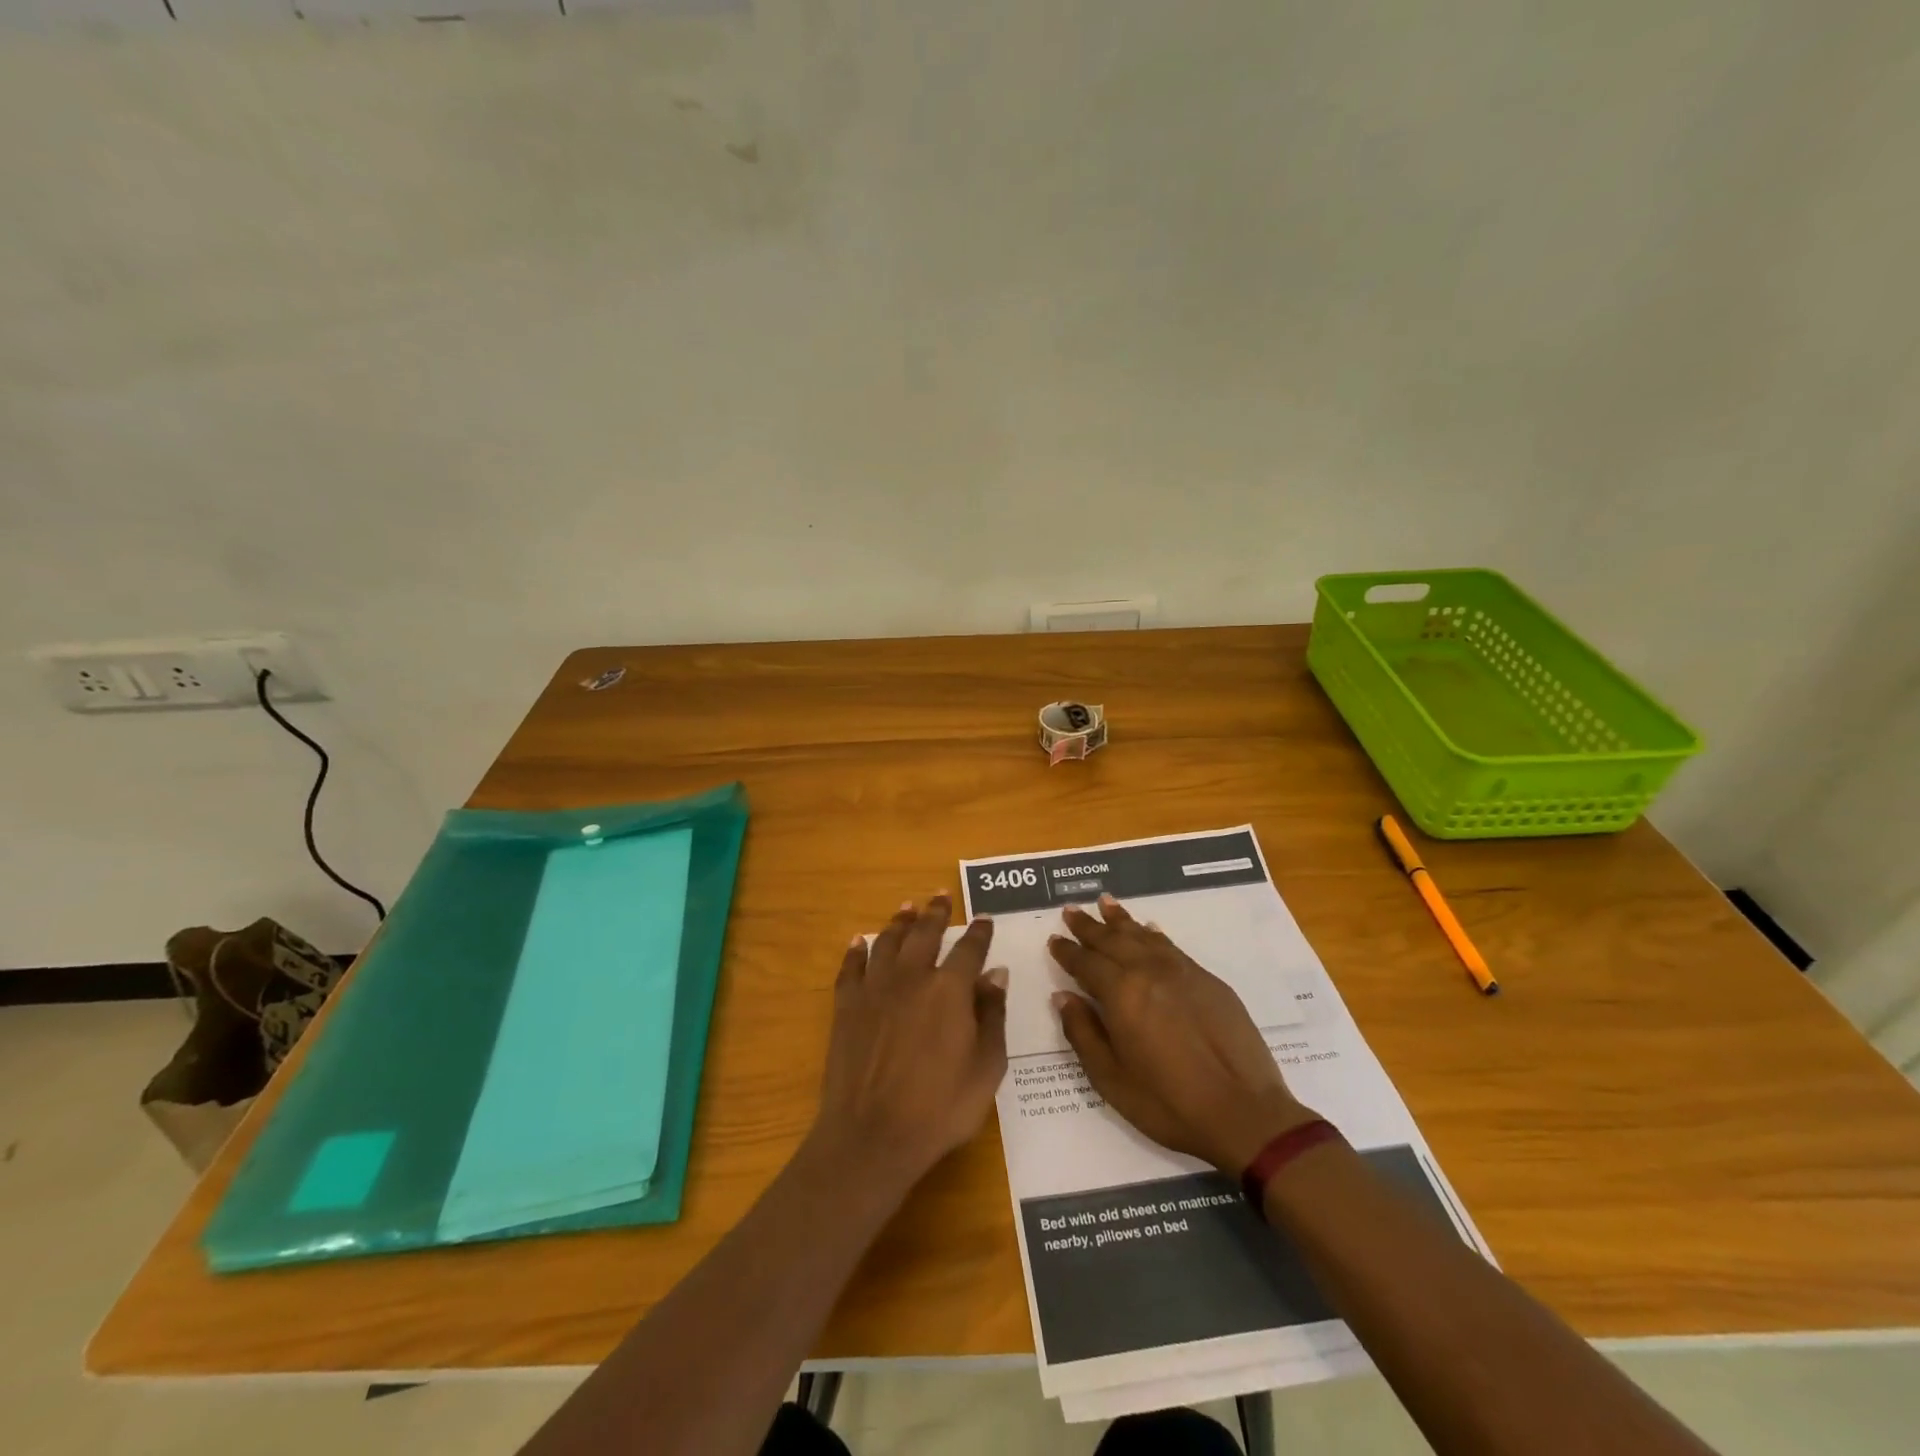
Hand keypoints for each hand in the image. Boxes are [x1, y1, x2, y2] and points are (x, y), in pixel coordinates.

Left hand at [810, 894, 1008, 1190]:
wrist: (872, 1135)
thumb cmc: (940, 1108)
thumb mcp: (986, 1068)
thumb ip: (992, 1016)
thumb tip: (995, 974)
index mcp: (950, 990)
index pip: (969, 949)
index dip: (979, 932)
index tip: (985, 919)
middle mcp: (912, 977)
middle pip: (925, 933)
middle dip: (936, 912)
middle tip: (940, 895)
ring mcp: (875, 989)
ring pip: (888, 942)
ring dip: (899, 922)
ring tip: (907, 906)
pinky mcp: (847, 1005)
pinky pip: (851, 967)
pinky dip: (857, 951)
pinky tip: (860, 941)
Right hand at [1049, 895, 1316, 1177]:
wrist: (1244, 1113)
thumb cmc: (1169, 1103)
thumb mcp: (1111, 1079)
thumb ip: (1083, 1033)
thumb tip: (1063, 996)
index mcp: (1121, 994)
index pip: (1086, 963)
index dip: (1067, 951)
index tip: (1054, 939)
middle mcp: (1149, 971)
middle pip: (1112, 940)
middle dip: (1089, 925)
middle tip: (1072, 910)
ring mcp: (1182, 972)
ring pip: (1143, 936)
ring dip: (1121, 920)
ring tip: (1106, 903)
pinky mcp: (1208, 981)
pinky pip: (1171, 946)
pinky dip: (1153, 933)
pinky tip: (1149, 928)